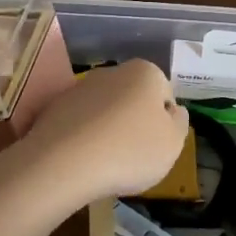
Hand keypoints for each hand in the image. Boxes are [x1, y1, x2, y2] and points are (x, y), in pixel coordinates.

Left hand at [20, 60, 188, 201]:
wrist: (64, 163)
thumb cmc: (130, 151)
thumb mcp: (173, 143)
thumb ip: (180, 123)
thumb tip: (173, 110)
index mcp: (145, 72)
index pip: (165, 95)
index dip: (165, 123)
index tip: (157, 146)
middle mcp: (113, 71)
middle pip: (134, 99)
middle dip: (136, 122)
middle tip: (134, 156)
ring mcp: (81, 87)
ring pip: (106, 110)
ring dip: (110, 130)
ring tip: (107, 163)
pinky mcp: (56, 106)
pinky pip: (81, 123)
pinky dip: (85, 137)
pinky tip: (84, 160)